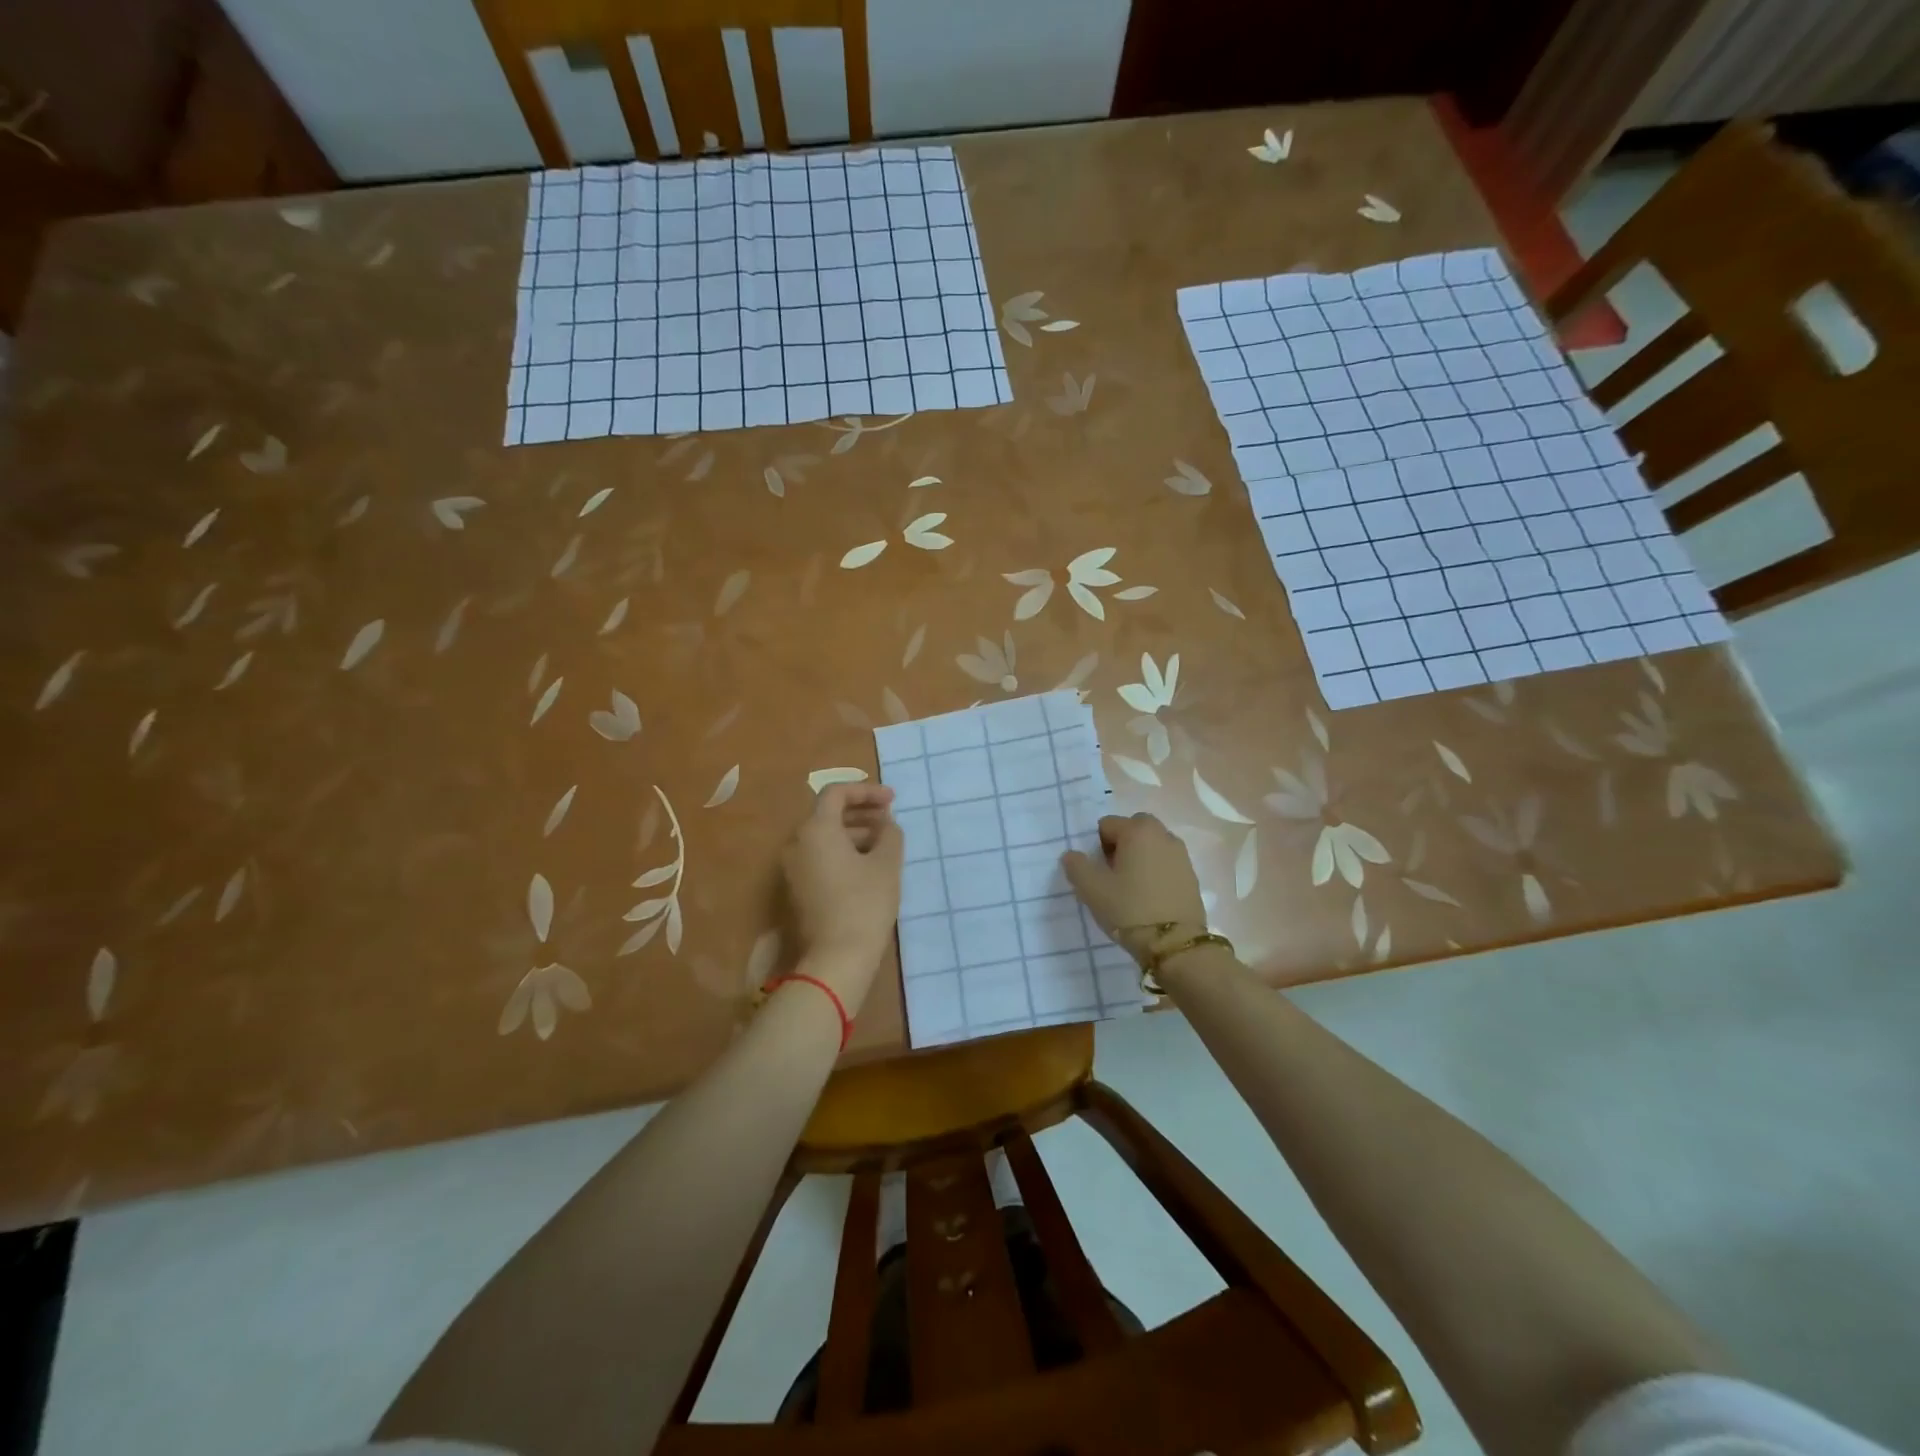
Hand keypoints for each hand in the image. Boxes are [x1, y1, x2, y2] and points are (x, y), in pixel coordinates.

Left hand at [781, 783, 903, 1012]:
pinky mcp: (797, 889)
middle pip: (828, 814)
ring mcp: (793, 868)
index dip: (866, 791)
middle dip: (861, 812)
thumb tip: (885, 824)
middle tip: (890, 820)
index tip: (892, 800)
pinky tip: (867, 866)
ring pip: (824, 837)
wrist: (837, 958)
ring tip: (884, 844)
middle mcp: (797, 843)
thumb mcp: (887, 864)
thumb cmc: (865, 904)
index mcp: (816, 829)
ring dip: (854, 833)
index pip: (836, 793)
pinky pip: (819, 857)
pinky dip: (842, 852)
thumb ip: (890, 834)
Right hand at [1062, 813, 1206, 958]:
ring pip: (1151, 846)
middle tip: (1113, 876)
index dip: (1097, 847)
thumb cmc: (1129, 909)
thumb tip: (1072, 855)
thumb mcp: (1092, 889)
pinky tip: (1150, 898)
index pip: (1106, 825)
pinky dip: (1156, 872)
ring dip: (1140, 858)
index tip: (1098, 872)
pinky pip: (1166, 864)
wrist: (1175, 944)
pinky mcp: (1192, 875)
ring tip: (1132, 888)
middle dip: (1121, 846)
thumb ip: (1076, 866)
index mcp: (1137, 830)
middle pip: (1133, 830)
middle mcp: (1163, 834)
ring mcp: (1181, 855)